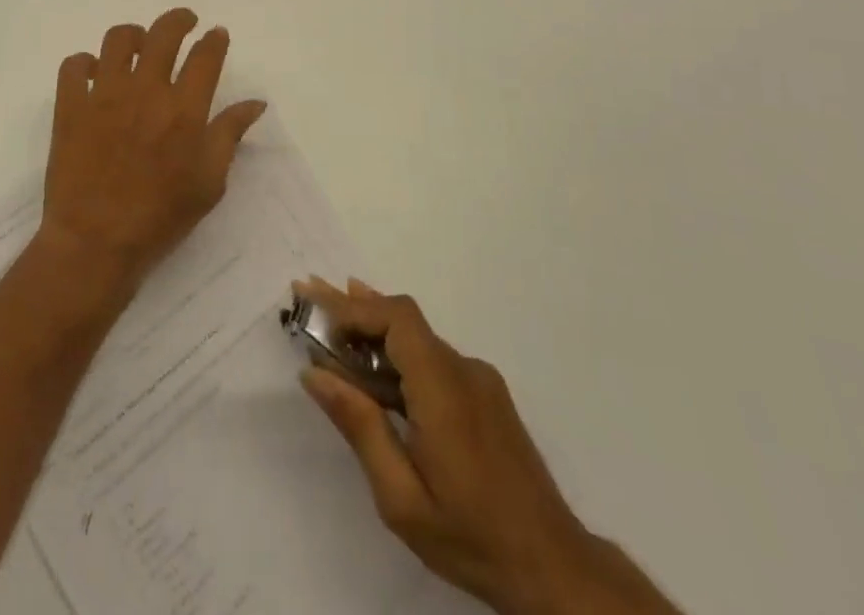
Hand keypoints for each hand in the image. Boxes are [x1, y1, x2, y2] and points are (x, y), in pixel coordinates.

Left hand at [40, 9, 266, 293]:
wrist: (95, 243)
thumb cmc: (160, 217)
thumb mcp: (209, 183)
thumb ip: (230, 135)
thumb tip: (255, 103)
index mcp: (184, 109)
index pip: (205, 56)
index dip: (214, 40)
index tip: (217, 34)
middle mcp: (145, 91)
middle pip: (163, 34)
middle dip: (179, 20)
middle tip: (185, 22)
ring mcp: (104, 95)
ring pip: (117, 39)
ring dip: (133, 35)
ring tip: (139, 45)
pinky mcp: (70, 107)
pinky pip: (73, 66)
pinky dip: (84, 63)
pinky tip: (94, 74)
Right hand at [295, 278, 675, 614]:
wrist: (555, 569)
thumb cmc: (471, 536)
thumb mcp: (402, 497)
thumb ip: (360, 427)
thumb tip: (315, 373)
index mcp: (443, 388)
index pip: (396, 318)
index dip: (353, 307)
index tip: (314, 306)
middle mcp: (463, 369)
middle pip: (402, 319)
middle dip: (352, 307)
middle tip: (308, 293)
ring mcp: (479, 380)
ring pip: (417, 337)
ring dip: (372, 328)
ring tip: (330, 317)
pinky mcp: (486, 395)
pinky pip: (433, 357)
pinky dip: (396, 352)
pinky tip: (374, 363)